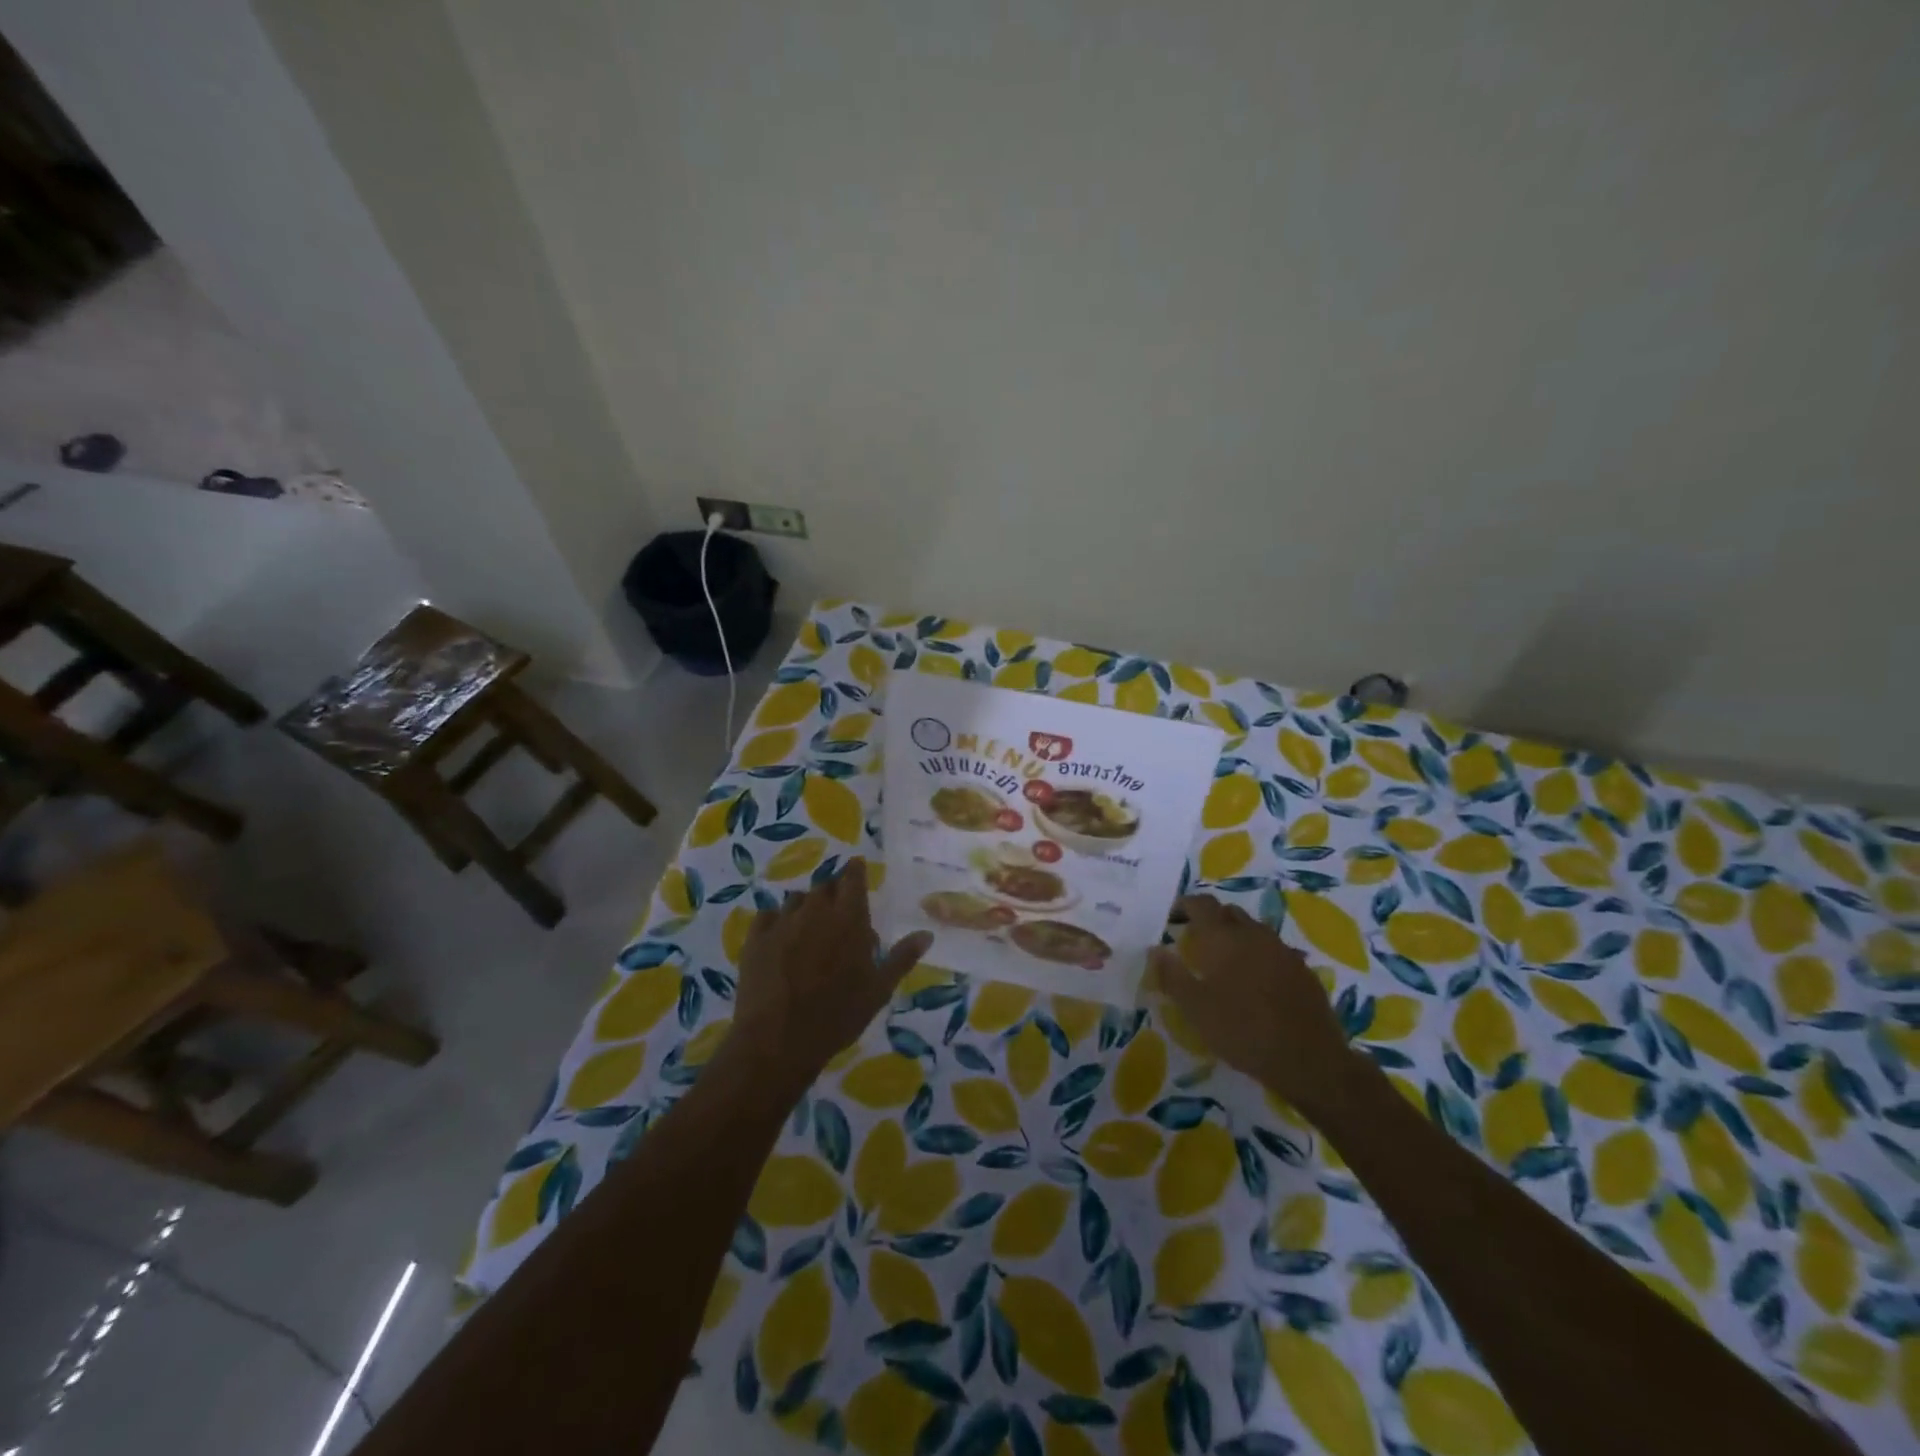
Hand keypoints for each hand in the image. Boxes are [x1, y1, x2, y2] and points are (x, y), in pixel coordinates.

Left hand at [730, 858, 932, 1092]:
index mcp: (849, 918)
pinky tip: (780, 938)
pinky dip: (777, 920)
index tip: (857, 867)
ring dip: (807, 907)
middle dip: (833, 892)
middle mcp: (816, 910)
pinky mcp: (756, 938)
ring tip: (810, 928)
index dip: (855, 871)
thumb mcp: (879, 990)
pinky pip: (768, 916)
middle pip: (825, 886)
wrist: (778, 1040)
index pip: (853, 879)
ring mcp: (782, 922)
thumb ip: (902, 957)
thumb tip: (926, 934)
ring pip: (797, 900)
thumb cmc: (838, 1015)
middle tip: (838, 910)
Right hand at [1148, 895, 1355, 1114]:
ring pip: (1253, 929)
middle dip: (1210, 919)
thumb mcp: (1195, 1009)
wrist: (1309, 1060)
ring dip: (1236, 936)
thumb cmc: (1242, 1031)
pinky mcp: (1302, 969)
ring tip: (1225, 962)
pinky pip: (1274, 950)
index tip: (1172, 918)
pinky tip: (1256, 982)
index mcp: (1223, 938)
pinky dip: (1258, 955)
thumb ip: (1172, 976)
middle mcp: (1253, 934)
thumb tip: (1155, 949)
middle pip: (1228, 913)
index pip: (1201, 904)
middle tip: (1195, 940)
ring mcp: (1282, 950)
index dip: (1184, 905)